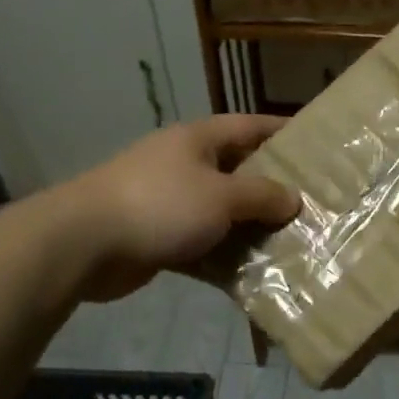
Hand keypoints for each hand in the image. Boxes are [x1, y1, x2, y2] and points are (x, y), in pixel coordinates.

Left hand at [51, 115, 298, 301]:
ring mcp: (169, 201)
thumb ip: (262, 195)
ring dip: (250, 227)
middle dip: (272, 187)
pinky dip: (223, 255)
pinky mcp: (158, 236)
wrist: (83, 243)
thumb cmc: (160, 204)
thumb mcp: (222, 196)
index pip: (250, 126)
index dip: (282, 132)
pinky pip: (202, 242)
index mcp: (199, 140)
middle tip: (311, 203)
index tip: (315, 144)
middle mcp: (185, 164)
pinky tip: (251, 272)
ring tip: (290, 241)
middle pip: (239, 170)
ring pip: (222, 211)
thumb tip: (293, 199)